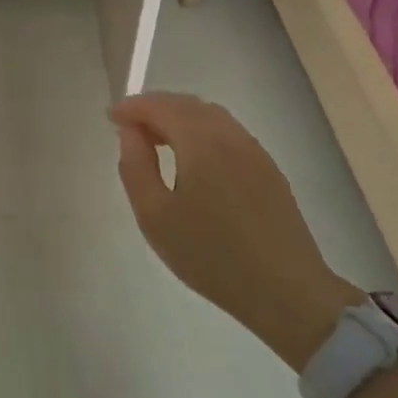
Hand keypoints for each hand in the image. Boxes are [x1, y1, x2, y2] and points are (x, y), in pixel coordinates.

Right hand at [111, 93, 357, 369]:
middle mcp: (231, 135)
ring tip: (157, 141)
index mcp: (202, 142)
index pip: (161, 106)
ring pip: (210, 116)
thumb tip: (130, 131)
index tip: (111, 117)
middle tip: (129, 128)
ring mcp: (254, 150)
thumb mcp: (155, 217)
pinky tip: (193, 160)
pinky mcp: (268, 169)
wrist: (286, 292)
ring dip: (179, 118)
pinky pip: (228, 133)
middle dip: (155, 108)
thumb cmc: (211, 256)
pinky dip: (201, 132)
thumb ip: (136, 167)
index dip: (133, 107)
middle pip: (187, 104)